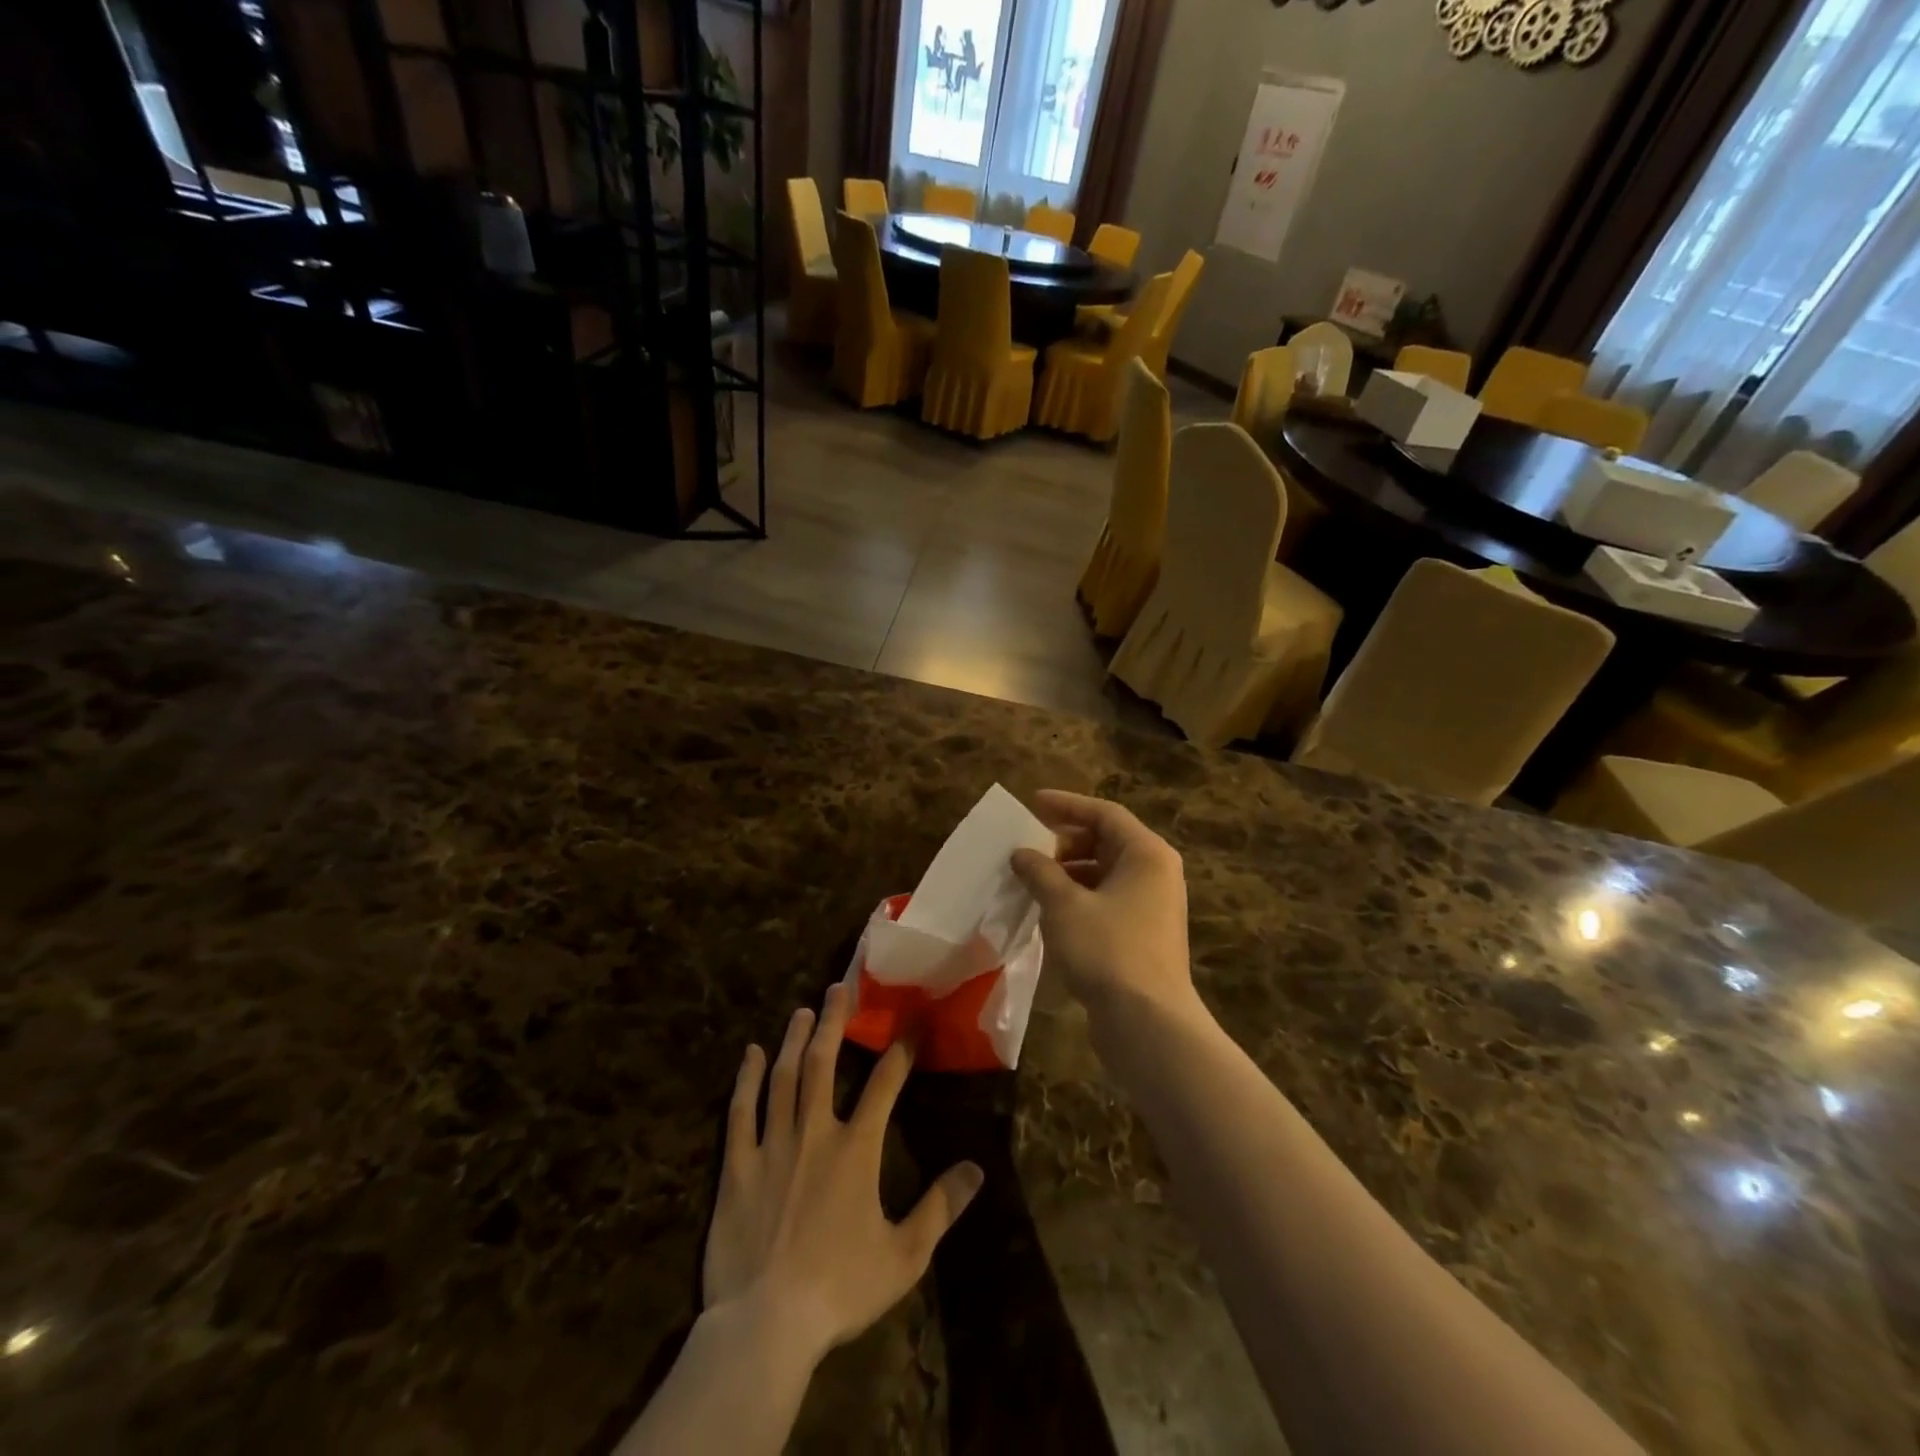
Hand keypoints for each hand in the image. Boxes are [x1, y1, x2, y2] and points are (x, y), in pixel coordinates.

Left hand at [703, 984, 984, 1366]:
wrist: (766, 1325)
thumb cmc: (840, 1289)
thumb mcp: (904, 1255)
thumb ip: (940, 1207)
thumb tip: (977, 1169)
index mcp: (856, 1148)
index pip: (884, 1084)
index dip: (899, 1050)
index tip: (908, 1024)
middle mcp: (815, 1132)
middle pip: (823, 1062)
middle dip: (834, 1021)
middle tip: (839, 987)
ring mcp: (773, 1145)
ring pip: (784, 1077)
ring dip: (794, 1039)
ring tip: (802, 1010)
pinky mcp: (737, 1166)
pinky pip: (740, 1112)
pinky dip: (747, 1079)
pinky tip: (751, 1054)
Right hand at [1009, 791, 1196, 1023]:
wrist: (1147, 1023)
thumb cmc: (1107, 950)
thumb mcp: (1064, 905)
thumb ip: (1040, 872)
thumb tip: (1021, 854)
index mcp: (1146, 854)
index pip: (1104, 813)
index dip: (1066, 805)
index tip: (1032, 803)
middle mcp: (1156, 874)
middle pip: (1107, 842)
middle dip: (1065, 842)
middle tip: (1029, 847)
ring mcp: (1153, 907)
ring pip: (1105, 874)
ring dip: (1068, 873)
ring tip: (1032, 880)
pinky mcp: (1144, 935)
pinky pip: (1107, 901)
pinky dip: (1079, 898)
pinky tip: (1049, 912)